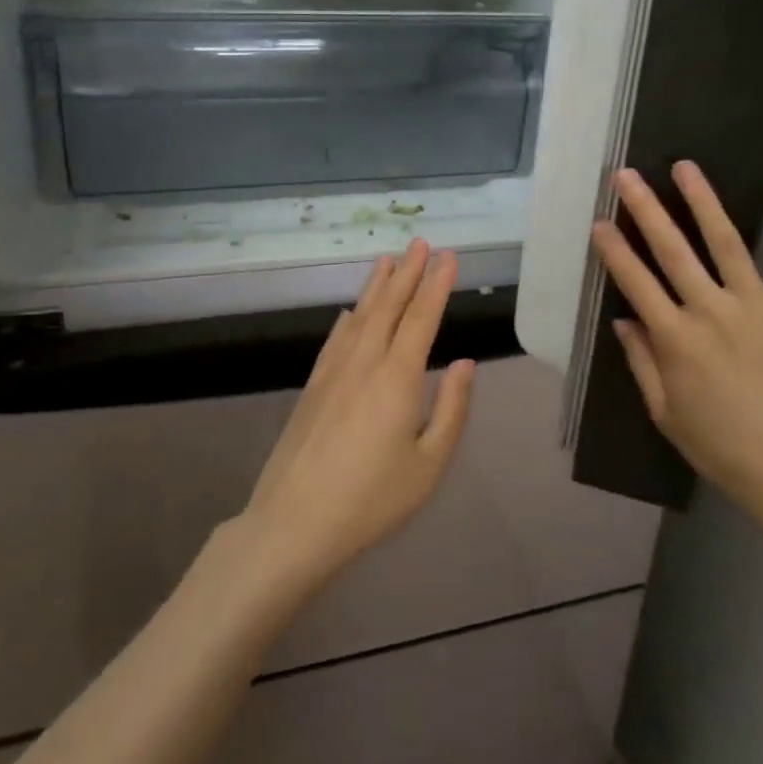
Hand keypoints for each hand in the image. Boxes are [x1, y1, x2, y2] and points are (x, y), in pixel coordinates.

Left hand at [239, 239, 473, 590]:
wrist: (296, 521)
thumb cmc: (373, 499)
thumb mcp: (429, 464)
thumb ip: (452, 410)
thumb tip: (466, 363)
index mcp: (398, 377)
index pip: (422, 318)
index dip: (436, 284)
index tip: (447, 256)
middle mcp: (365, 362)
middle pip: (389, 306)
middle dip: (407, 272)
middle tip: (420, 242)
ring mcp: (333, 372)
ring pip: (359, 316)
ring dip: (376, 285)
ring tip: (387, 259)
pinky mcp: (313, 386)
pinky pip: (334, 339)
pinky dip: (347, 318)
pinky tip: (349, 310)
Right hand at [591, 166, 762, 546]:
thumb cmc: (724, 447)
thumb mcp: (666, 413)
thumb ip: (642, 362)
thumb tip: (623, 319)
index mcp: (676, 339)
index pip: (636, 282)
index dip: (613, 250)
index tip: (598, 221)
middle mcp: (712, 311)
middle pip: (672, 250)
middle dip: (645, 209)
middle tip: (626, 176)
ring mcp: (760, 305)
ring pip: (726, 242)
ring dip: (703, 202)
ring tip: (685, 167)